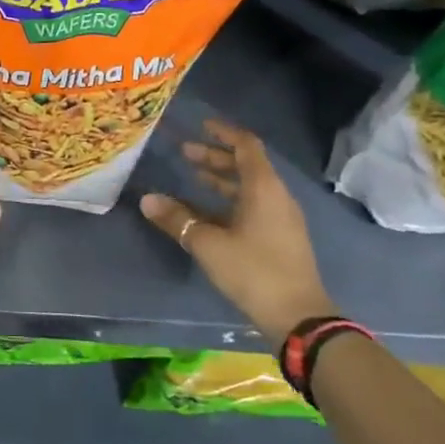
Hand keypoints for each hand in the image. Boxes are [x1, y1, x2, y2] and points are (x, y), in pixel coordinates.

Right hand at [141, 118, 335, 339]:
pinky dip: (229, 201)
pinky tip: (206, 212)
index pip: (246, 146)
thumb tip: (147, 199)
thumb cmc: (253, 270)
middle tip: (185, 152)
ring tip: (193, 176)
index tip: (201, 125)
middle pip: (246, 166)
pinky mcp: (279, 239)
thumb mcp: (207, 243)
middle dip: (216, 156)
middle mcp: (276, 197)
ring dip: (221, 179)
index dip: (224, 132)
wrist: (297, 317)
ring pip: (249, 188)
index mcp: (264, 188)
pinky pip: (252, 207)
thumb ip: (176, 219)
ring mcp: (281, 219)